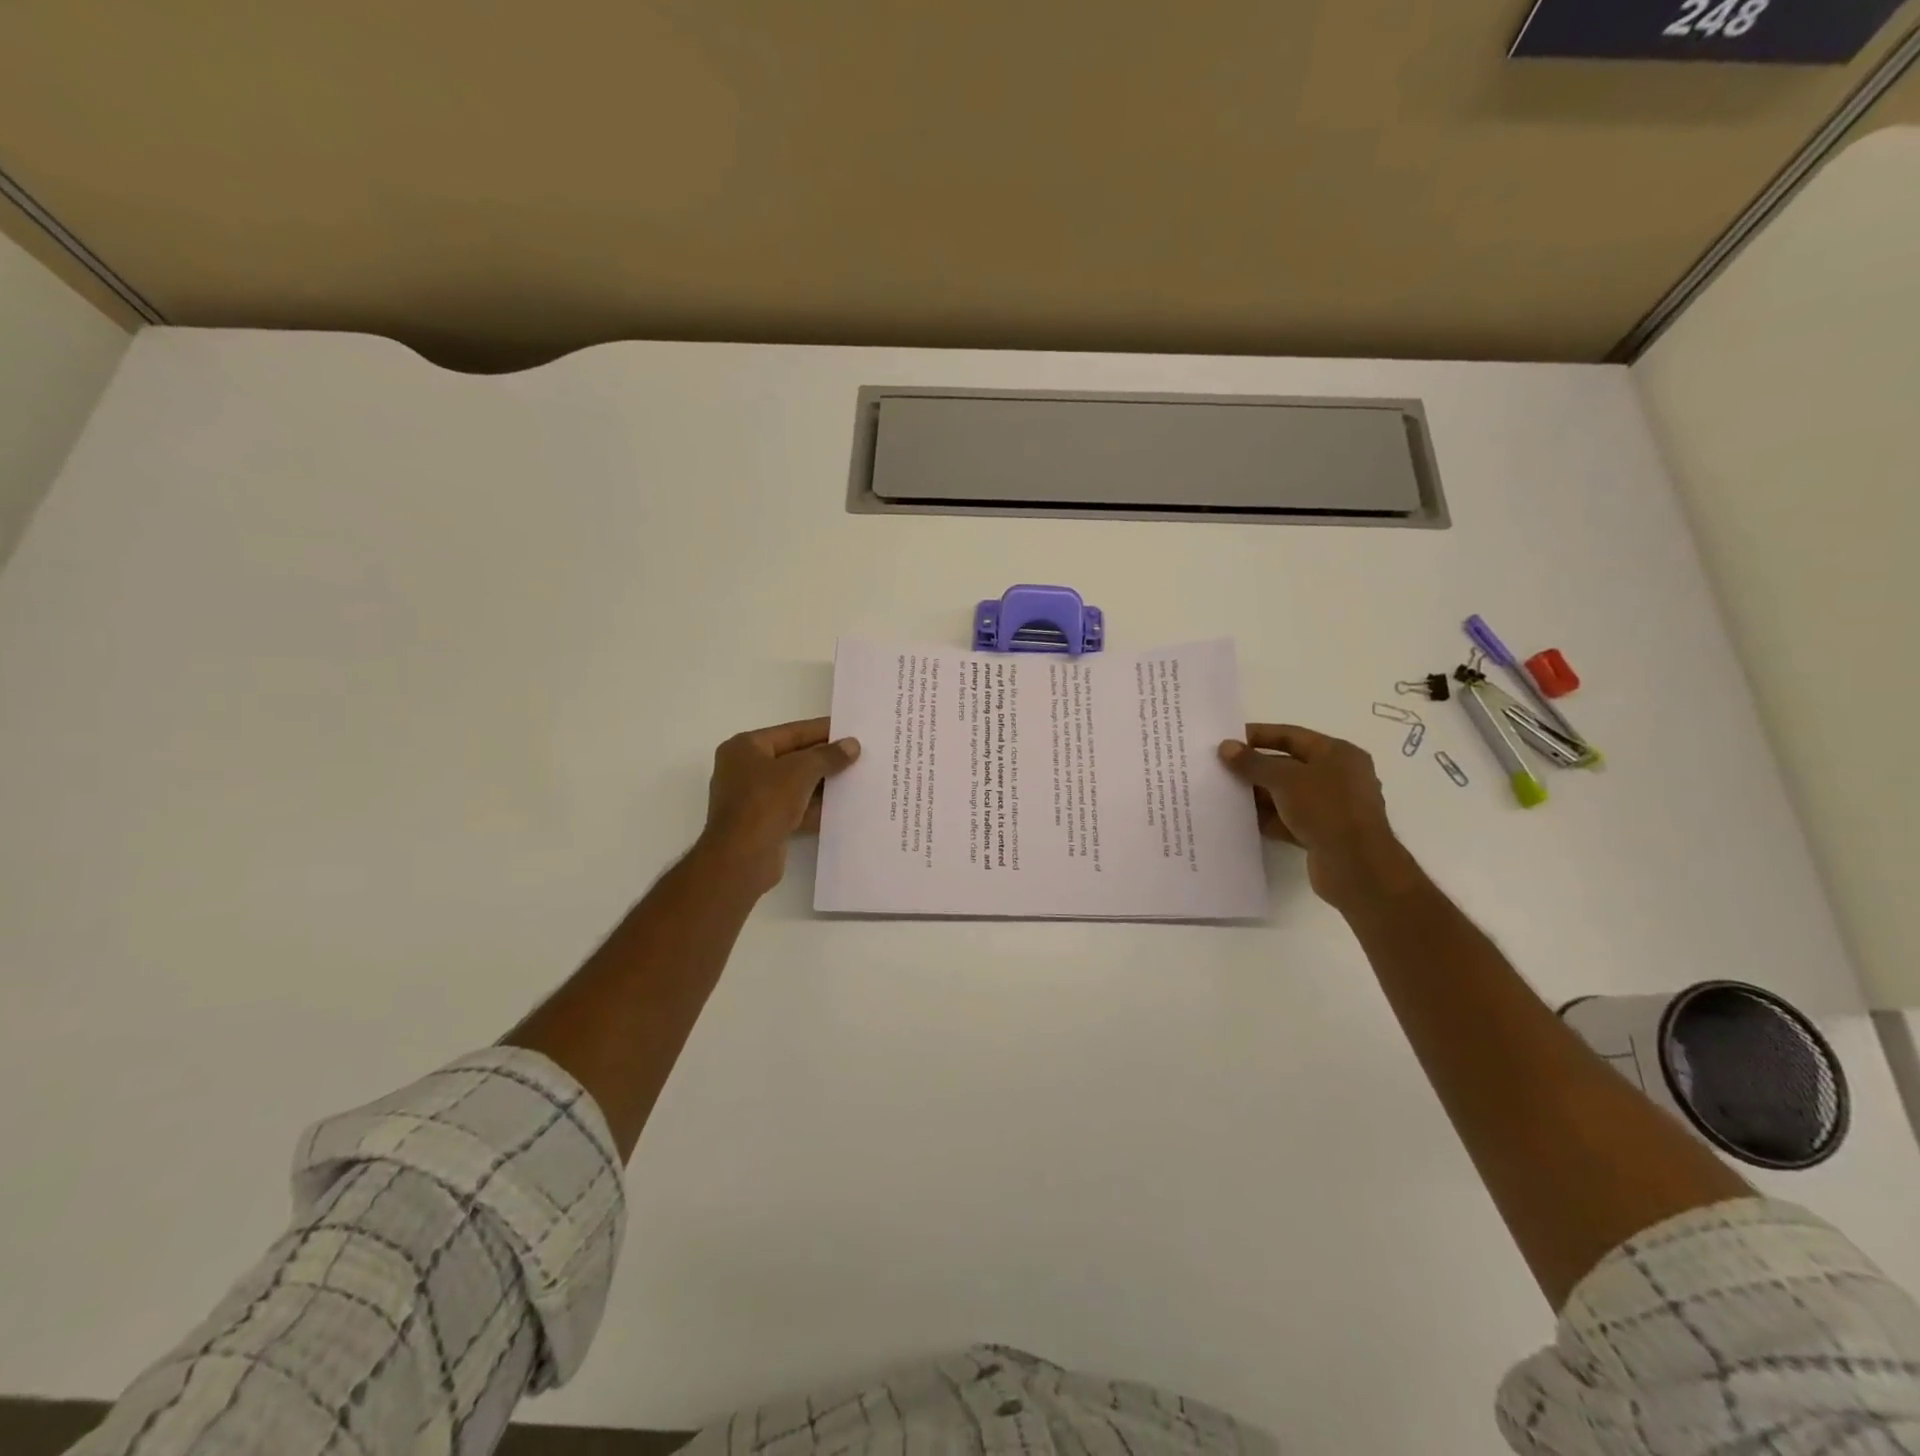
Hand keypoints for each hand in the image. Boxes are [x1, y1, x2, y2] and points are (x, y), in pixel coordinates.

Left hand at [698, 718, 860, 895]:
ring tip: (857, 778)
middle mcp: (745, 769)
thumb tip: (852, 745)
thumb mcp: (801, 771)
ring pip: (795, 785)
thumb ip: (828, 756)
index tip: (851, 730)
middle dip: (825, 759)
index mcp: (745, 747)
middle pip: (793, 758)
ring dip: (823, 784)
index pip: (791, 732)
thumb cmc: (765, 803)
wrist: (741, 859)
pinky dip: (815, 807)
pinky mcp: (764, 824)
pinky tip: (843, 806)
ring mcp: (753, 798)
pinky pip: (795, 808)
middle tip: (859, 755)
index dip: (823, 730)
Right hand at [1218, 724, 1416, 907]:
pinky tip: (1243, 821)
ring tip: (1225, 795)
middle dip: (1255, 768)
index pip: (1291, 736)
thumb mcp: (1285, 779)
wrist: (1356, 866)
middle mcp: (1338, 776)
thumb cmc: (1326, 809)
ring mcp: (1332, 807)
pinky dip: (1269, 818)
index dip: (1258, 735)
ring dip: (1259, 795)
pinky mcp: (1324, 833)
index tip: (1227, 741)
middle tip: (1221, 770)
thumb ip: (1252, 763)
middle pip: (1288, 765)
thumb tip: (1225, 747)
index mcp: (1338, 753)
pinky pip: (1290, 819)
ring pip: (1287, 794)